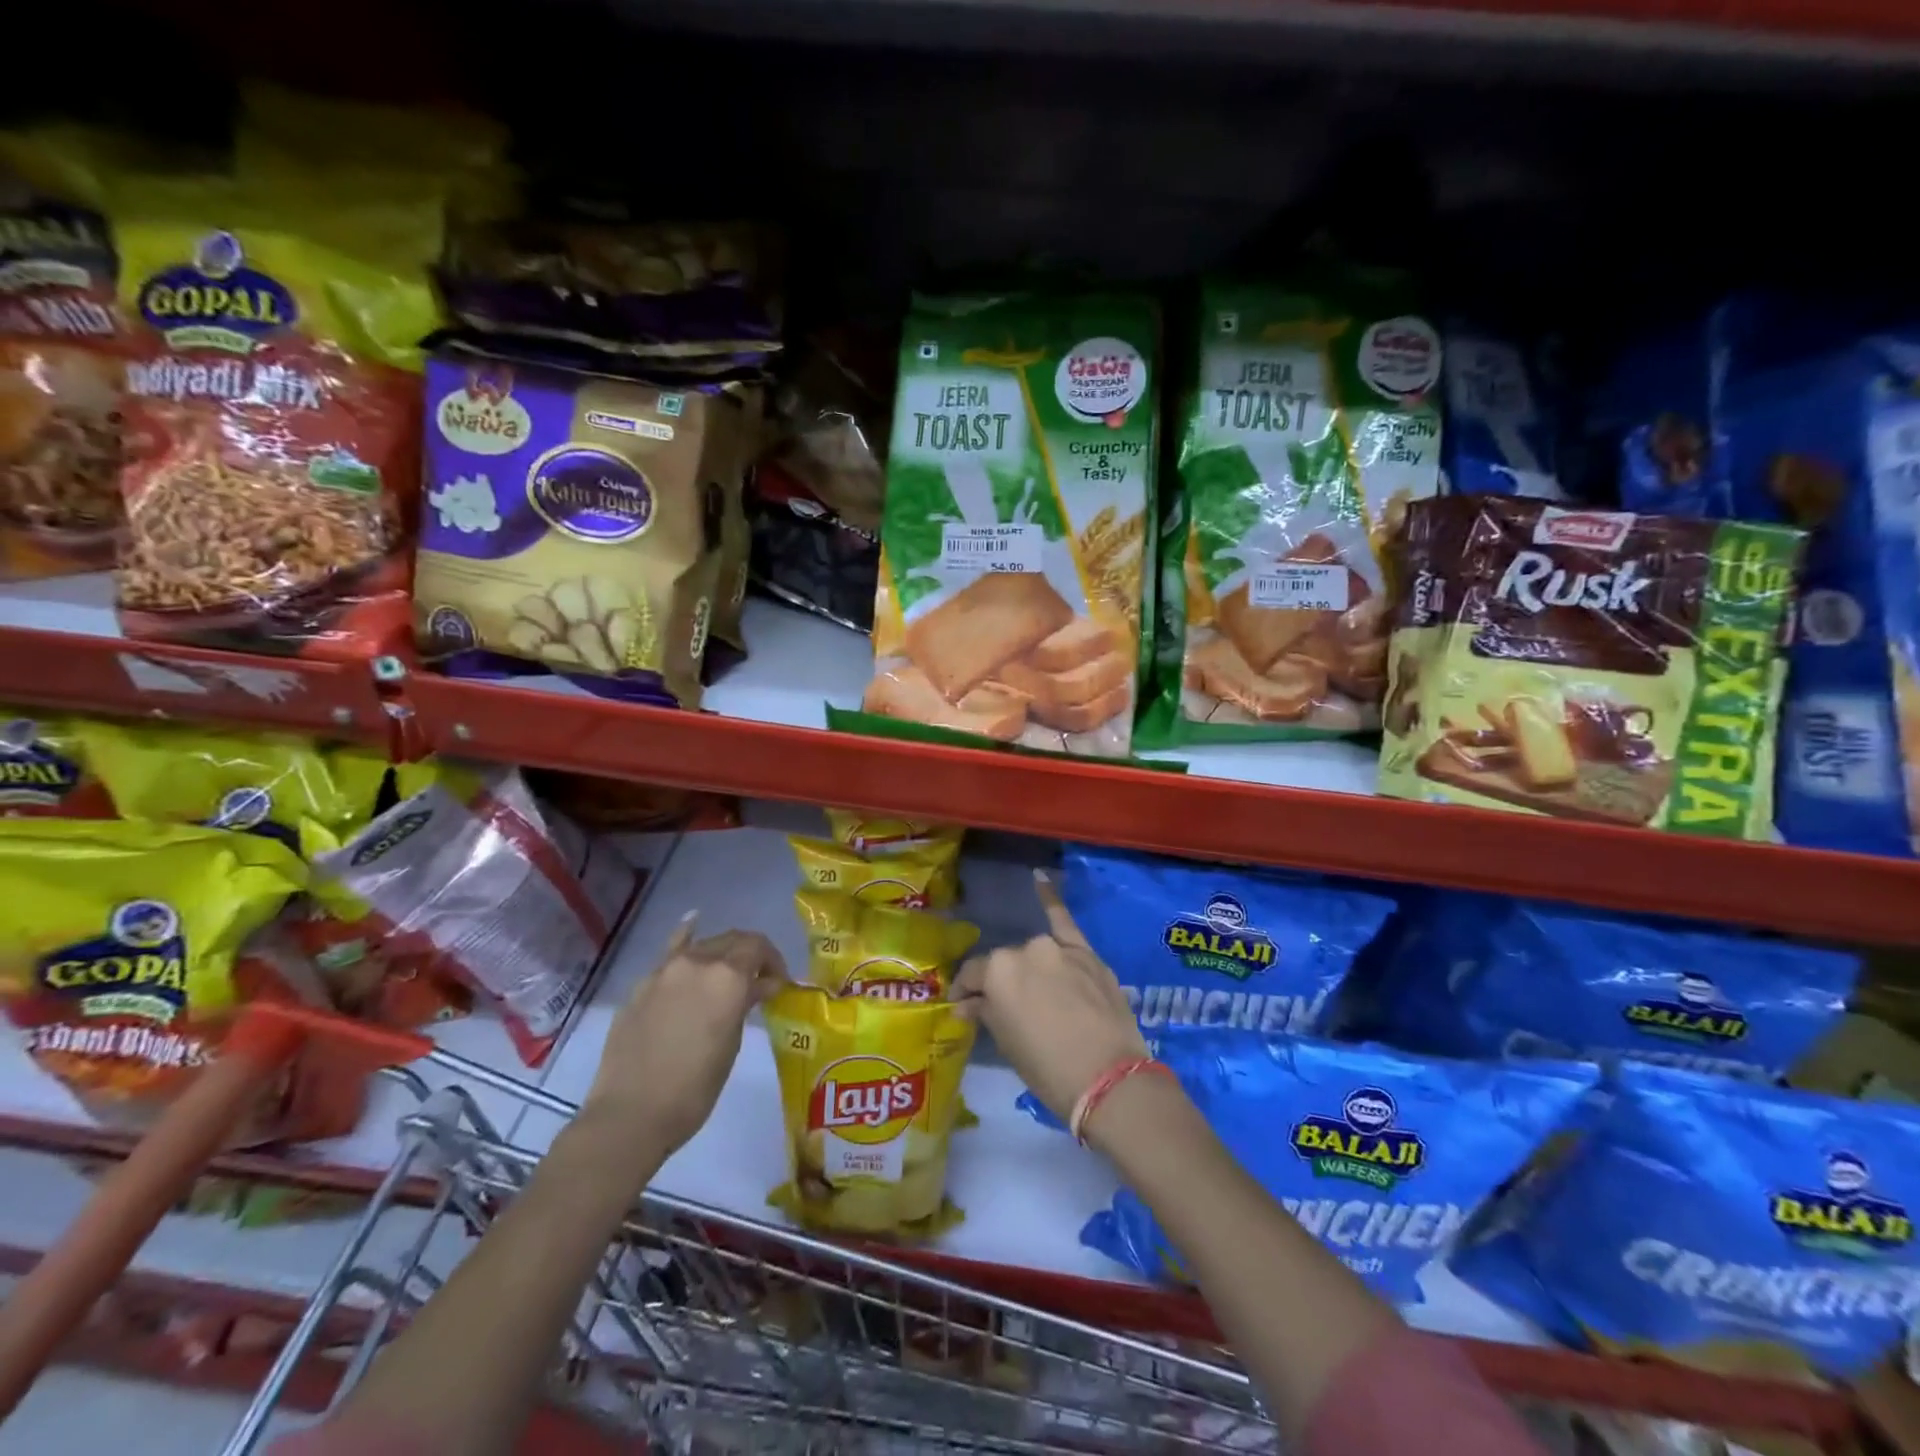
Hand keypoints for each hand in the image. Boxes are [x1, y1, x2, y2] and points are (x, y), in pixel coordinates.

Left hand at [583, 916, 785, 1158]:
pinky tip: (692, 922)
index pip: (758, 947)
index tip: (778, 982)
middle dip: (750, 956)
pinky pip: (670, 953)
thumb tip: (761, 985)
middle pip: (732, 941)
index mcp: (727, 976)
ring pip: (703, 946)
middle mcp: (697, 961)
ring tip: (727, 976)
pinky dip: (685, 936)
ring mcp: (664, 971)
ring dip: (721, 955)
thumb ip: (746, 1004)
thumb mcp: (731, 1044)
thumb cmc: (694, 1089)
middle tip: (759, 981)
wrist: (629, 1115)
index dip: (773, 960)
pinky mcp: (641, 985)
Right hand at [952, 870, 1147, 1127]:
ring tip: (1031, 989)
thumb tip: (967, 1004)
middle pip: (1006, 964)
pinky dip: (1050, 900)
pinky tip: (1039, 879)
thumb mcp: (1007, 1043)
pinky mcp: (1088, 954)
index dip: (965, 992)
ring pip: (1035, 953)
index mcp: (998, 970)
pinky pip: (1065, 921)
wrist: (1110, 1079)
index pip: (973, 975)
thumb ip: (986, 1012)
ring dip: (1029, 968)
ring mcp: (1060, 948)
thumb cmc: (1048, 1068)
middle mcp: (1026, 949)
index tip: (962, 1006)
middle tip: (1004, 1008)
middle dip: (1001, 983)